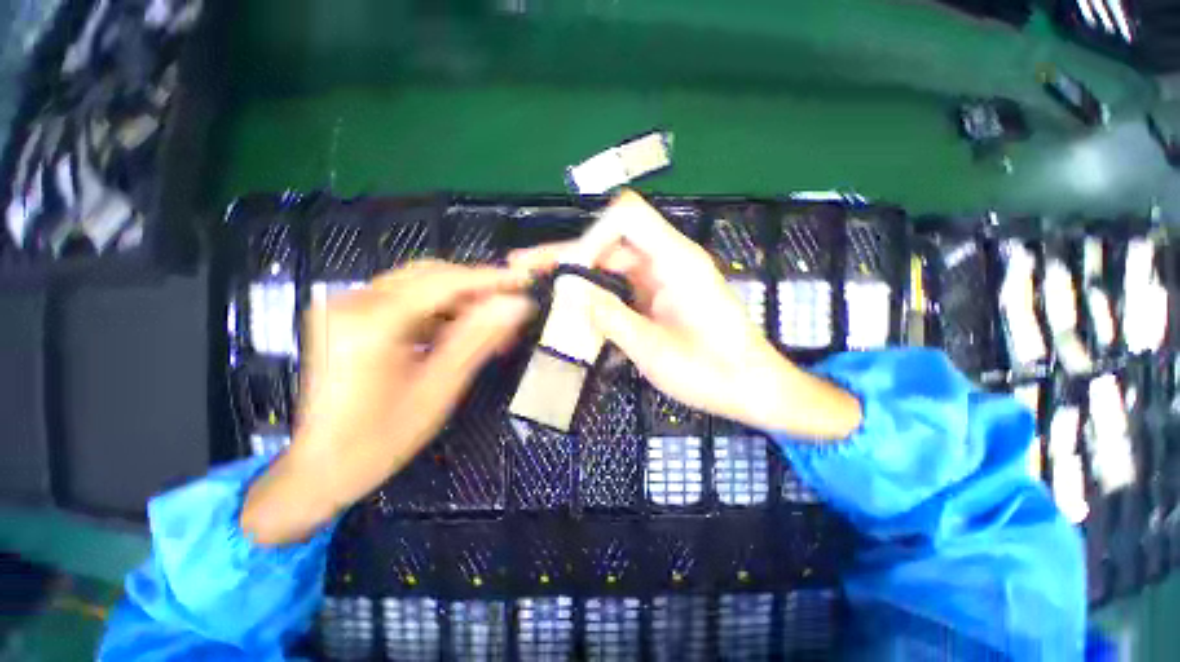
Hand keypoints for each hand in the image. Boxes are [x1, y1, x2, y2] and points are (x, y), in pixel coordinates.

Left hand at [242, 262, 533, 545]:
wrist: (321, 467)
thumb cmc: (382, 438)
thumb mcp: (440, 387)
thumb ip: (479, 338)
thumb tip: (517, 305)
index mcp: (372, 321)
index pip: (445, 282)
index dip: (490, 279)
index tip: (524, 280)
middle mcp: (353, 301)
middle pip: (431, 275)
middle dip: (476, 288)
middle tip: (510, 306)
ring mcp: (347, 306)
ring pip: (420, 285)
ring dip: (460, 300)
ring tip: (491, 322)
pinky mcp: (350, 317)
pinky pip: (406, 300)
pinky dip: (439, 310)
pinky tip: (460, 329)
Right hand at [511, 190, 860, 437]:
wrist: (752, 389)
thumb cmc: (712, 373)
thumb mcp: (654, 350)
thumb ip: (611, 317)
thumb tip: (570, 291)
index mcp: (677, 262)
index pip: (626, 217)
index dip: (592, 237)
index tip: (571, 274)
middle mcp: (670, 261)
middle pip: (612, 240)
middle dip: (571, 255)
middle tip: (528, 268)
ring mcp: (666, 278)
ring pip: (613, 264)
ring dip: (581, 276)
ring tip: (543, 287)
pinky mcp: (662, 296)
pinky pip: (623, 286)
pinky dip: (598, 295)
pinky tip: (575, 309)